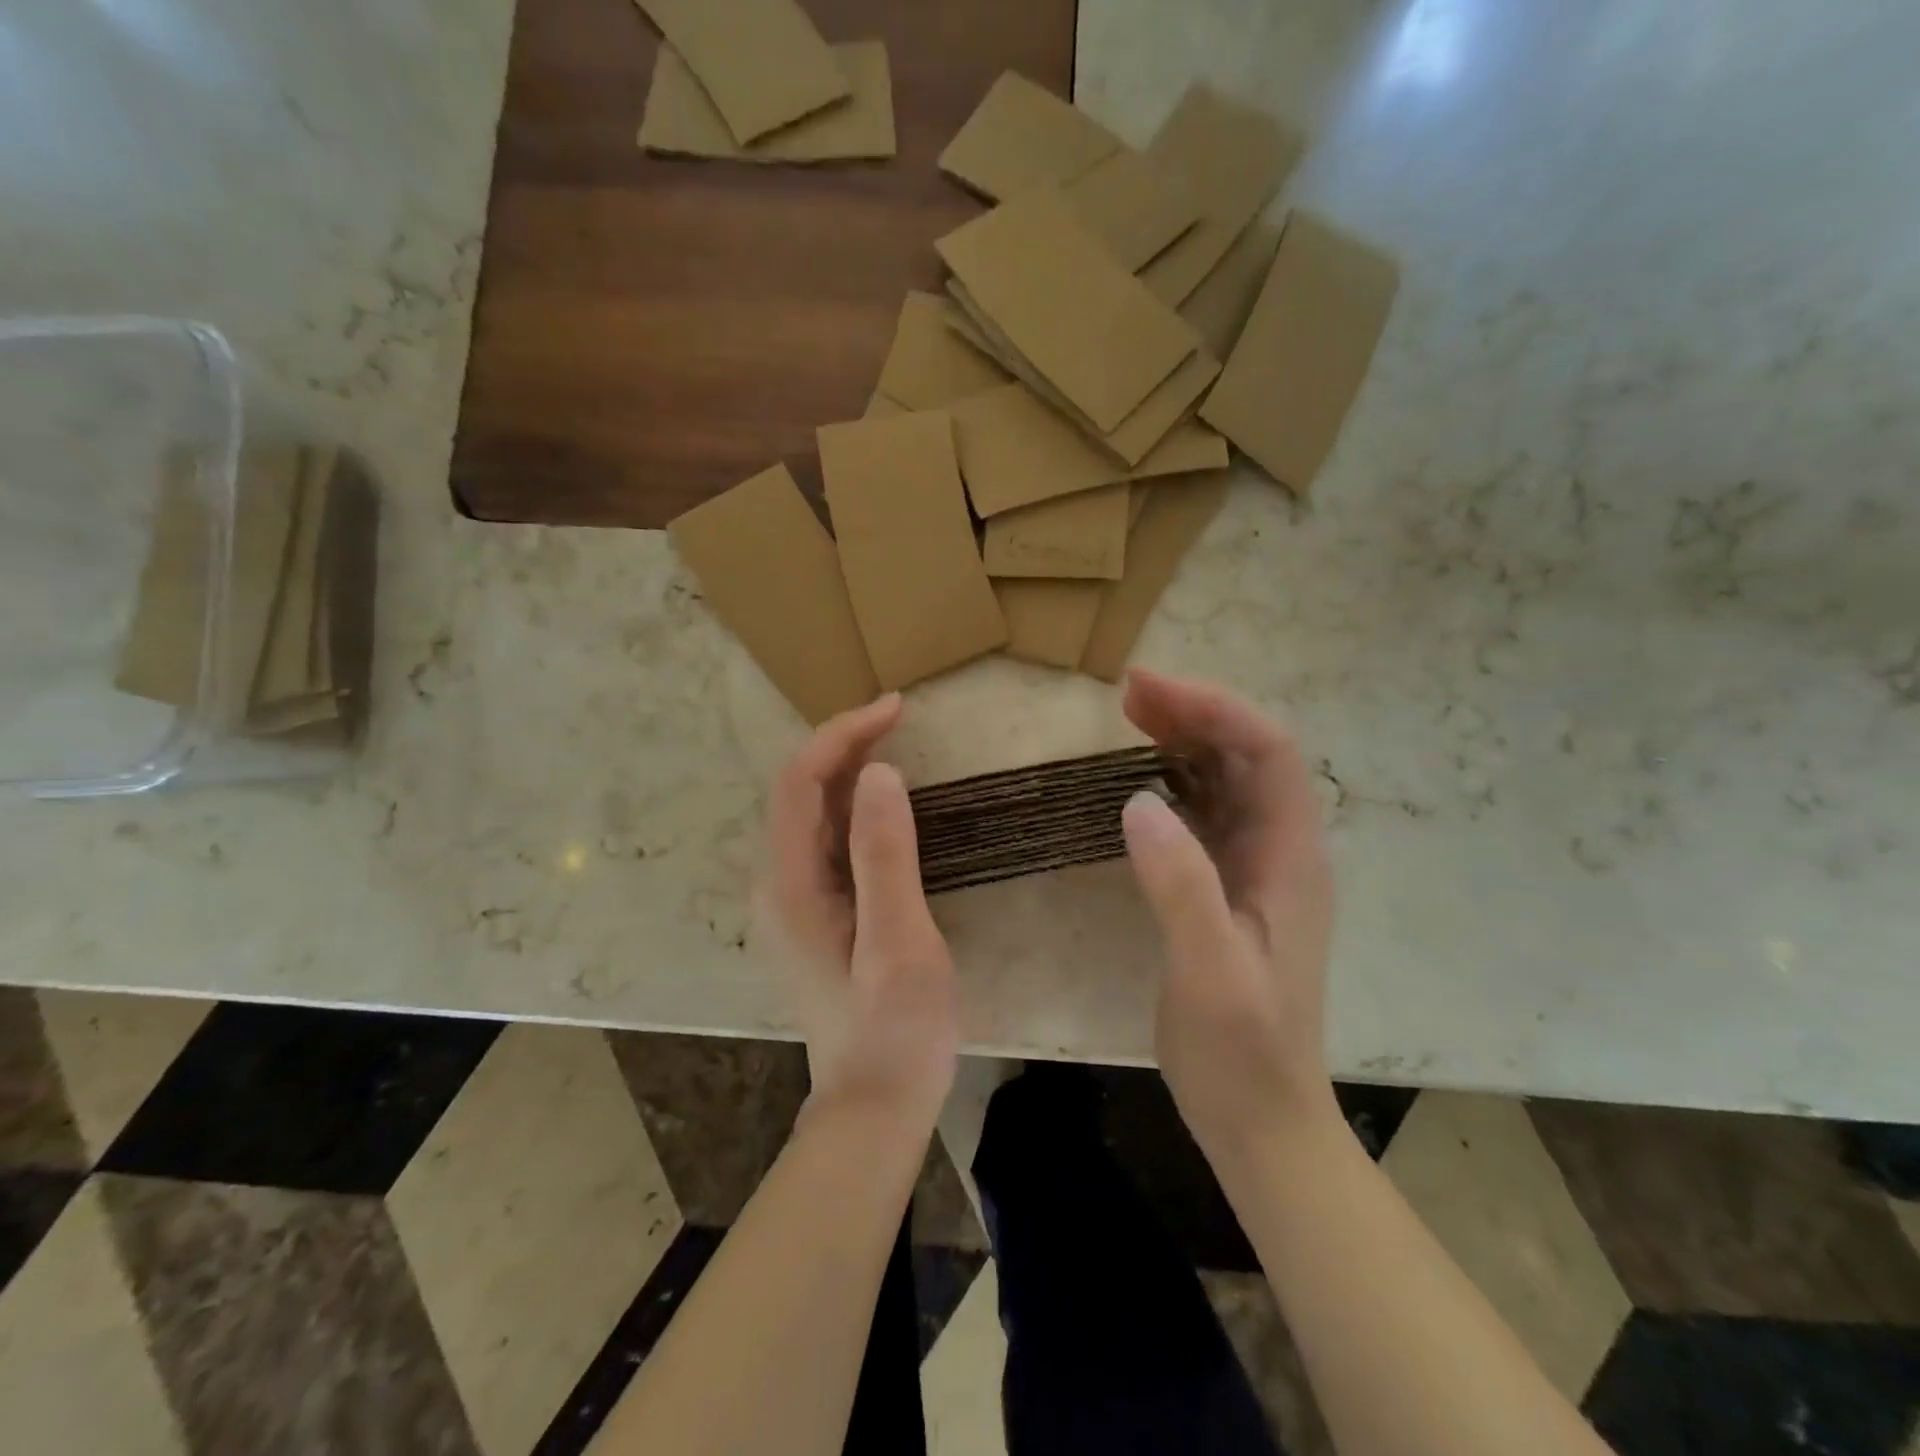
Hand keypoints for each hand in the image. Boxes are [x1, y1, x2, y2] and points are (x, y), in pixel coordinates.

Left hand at [758, 696, 958, 1136]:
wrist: (872, 1107)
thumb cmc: (895, 1031)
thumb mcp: (899, 943)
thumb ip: (885, 856)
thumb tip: (879, 773)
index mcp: (792, 884)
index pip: (800, 781)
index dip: (841, 734)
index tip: (896, 708)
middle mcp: (779, 883)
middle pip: (798, 790)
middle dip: (843, 742)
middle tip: (900, 718)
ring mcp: (793, 900)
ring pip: (809, 812)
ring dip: (845, 768)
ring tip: (894, 741)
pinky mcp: (814, 913)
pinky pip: (824, 838)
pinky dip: (851, 803)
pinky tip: (883, 802)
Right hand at [1120, 669, 1336, 1157]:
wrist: (1261, 1122)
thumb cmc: (1241, 1053)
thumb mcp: (1209, 972)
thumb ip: (1180, 886)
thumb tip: (1138, 800)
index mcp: (1291, 860)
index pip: (1268, 753)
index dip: (1214, 710)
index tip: (1149, 689)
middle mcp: (1282, 852)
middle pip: (1248, 756)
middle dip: (1195, 714)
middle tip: (1129, 694)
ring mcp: (1257, 871)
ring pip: (1227, 781)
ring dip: (1185, 742)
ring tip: (1131, 717)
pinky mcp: (1230, 890)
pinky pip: (1207, 815)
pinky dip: (1174, 783)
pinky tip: (1141, 780)